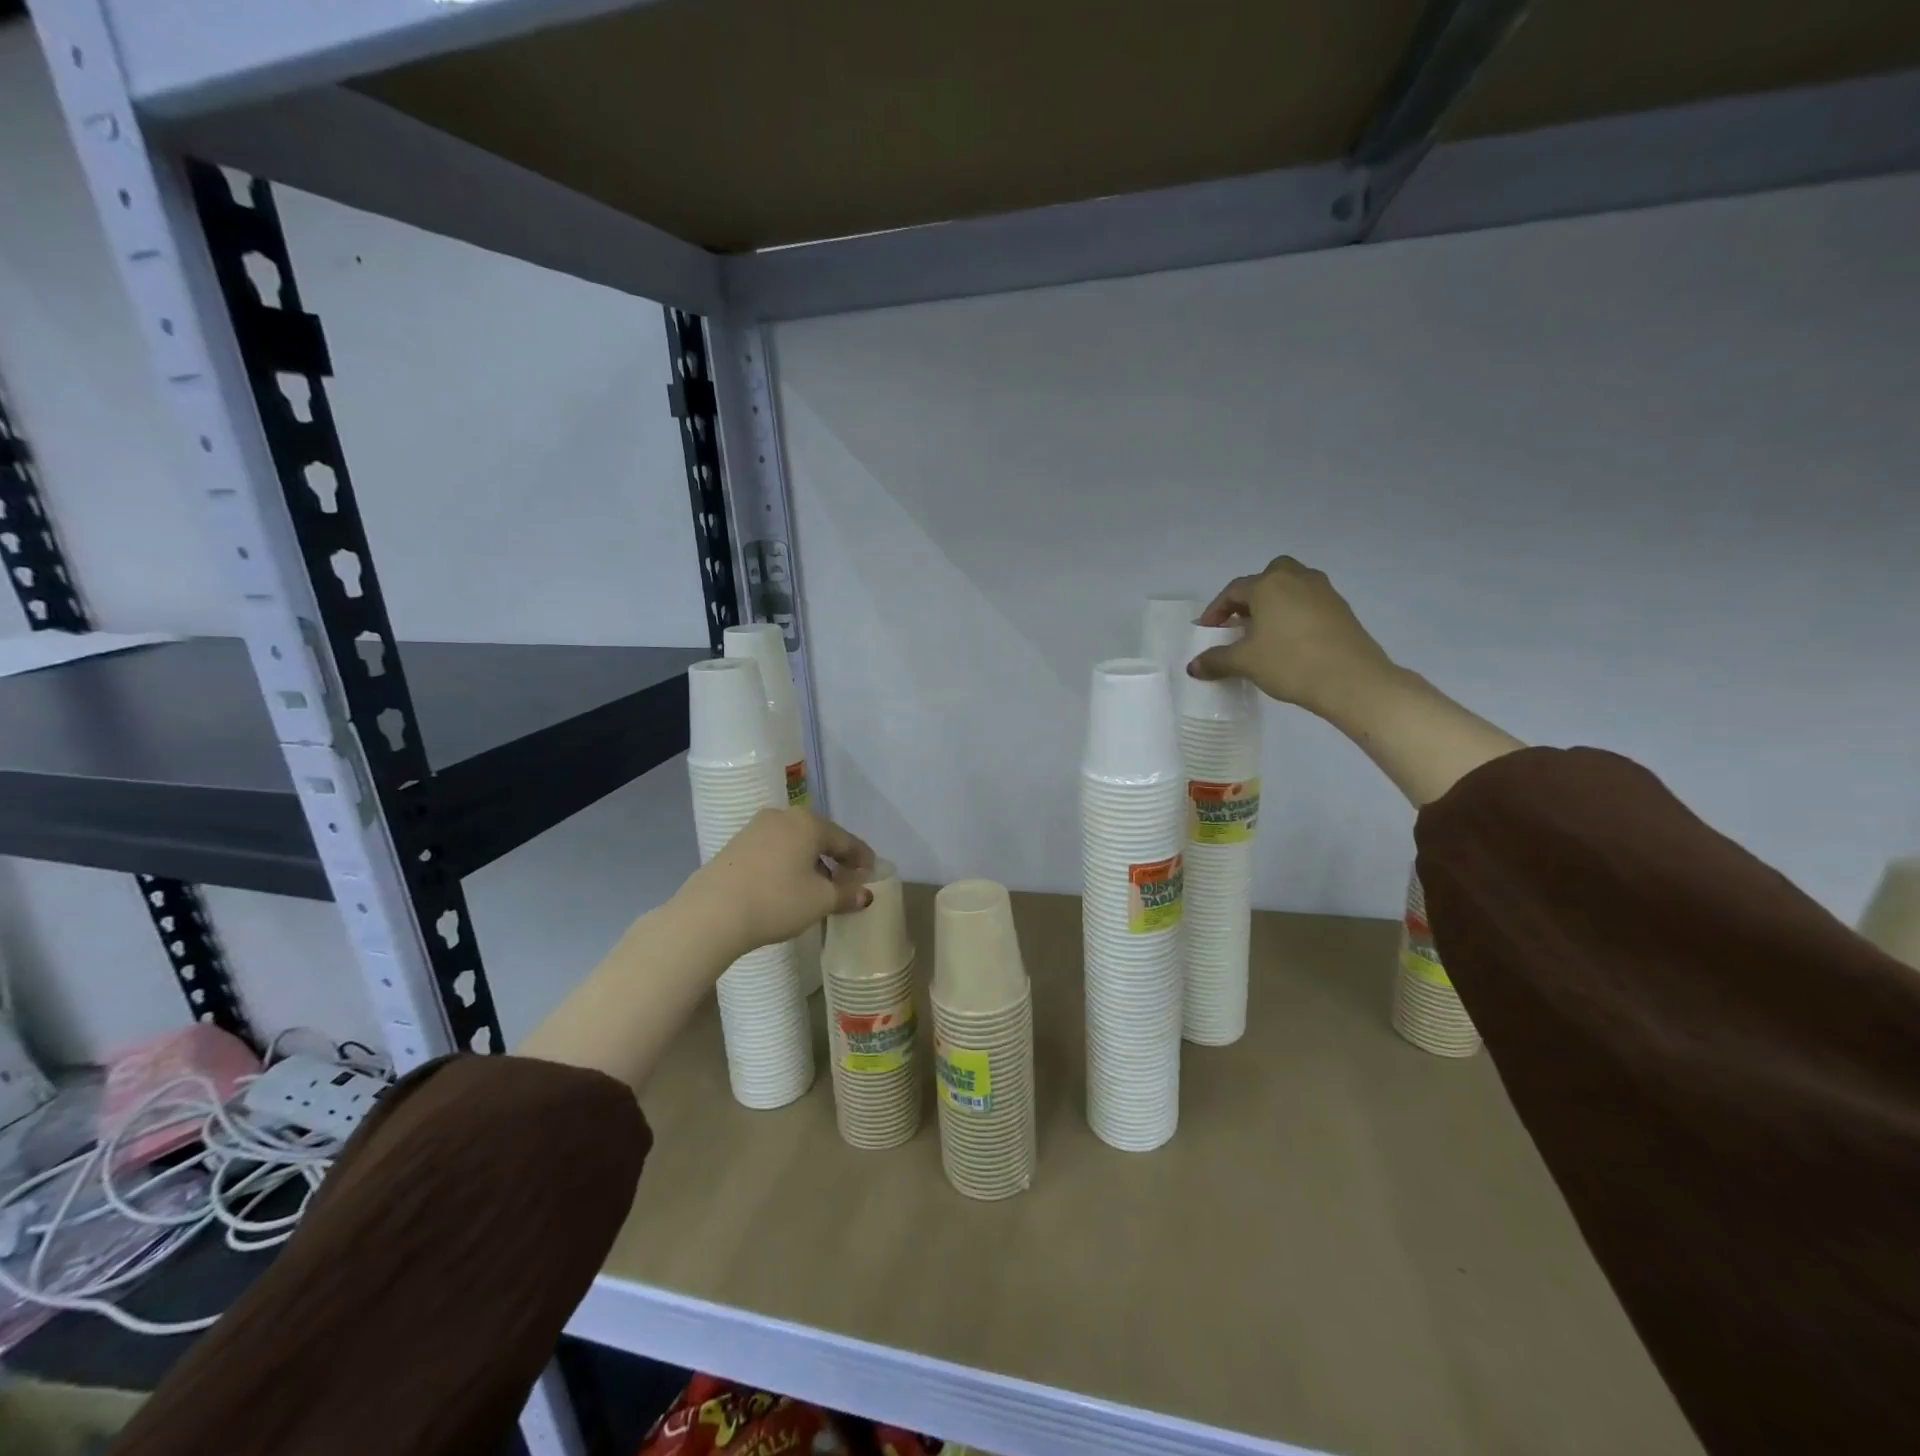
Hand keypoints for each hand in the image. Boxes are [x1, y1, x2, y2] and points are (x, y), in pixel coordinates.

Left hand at [678, 807, 875, 958]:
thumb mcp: (819, 901)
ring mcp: (755, 828)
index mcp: (809, 823)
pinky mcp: (735, 845)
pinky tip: (787, 885)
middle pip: (819, 837)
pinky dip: (787, 864)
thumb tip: (865, 894)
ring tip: (817, 887)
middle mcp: (783, 817)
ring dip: (810, 862)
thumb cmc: (776, 901)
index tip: (872, 873)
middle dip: (835, 858)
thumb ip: (846, 894)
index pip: (846, 840)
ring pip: (794, 843)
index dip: (862, 858)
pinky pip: (773, 850)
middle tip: (847, 880)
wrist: (711, 913)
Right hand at [1188, 555, 1397, 716]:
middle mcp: (1296, 578)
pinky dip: (1294, 613)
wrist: (1352, 680)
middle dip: (1250, 596)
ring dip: (1275, 603)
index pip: (1233, 591)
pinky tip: (1290, 640)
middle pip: (1268, 576)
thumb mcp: (1245, 662)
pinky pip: (1309, 602)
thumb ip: (1216, 660)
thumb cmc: (1290, 662)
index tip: (1207, 631)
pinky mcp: (1341, 609)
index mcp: (1269, 584)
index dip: (1216, 610)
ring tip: (1264, 632)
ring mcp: (1324, 591)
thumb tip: (1193, 666)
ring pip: (1291, 587)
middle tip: (1240, 621)